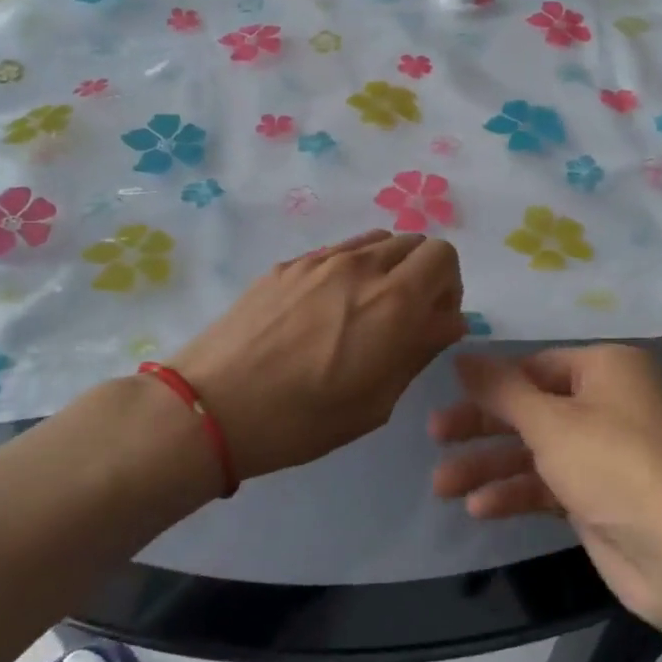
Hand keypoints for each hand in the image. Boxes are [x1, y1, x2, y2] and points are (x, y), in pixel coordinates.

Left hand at [173, 230, 464, 480]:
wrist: (213, 406)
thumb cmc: (303, 419)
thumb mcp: (377, 400)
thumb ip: (419, 350)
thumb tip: (448, 321)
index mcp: (393, 301)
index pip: (443, 256)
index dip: (448, 286)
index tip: (433, 320)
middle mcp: (361, 267)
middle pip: (412, 242)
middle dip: (421, 275)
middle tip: (403, 318)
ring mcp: (319, 260)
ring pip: (374, 242)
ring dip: (386, 269)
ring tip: (363, 312)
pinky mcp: (286, 265)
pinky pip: (336, 253)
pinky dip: (349, 270)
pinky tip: (323, 312)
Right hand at [429, 344, 661, 627]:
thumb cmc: (616, 466)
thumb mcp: (551, 422)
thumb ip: (501, 389)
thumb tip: (462, 356)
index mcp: (607, 369)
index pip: (536, 366)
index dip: (491, 382)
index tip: (447, 395)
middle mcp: (609, 404)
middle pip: (531, 408)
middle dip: (482, 426)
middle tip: (434, 436)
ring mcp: (606, 454)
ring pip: (536, 451)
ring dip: (490, 467)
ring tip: (441, 486)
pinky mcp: (601, 499)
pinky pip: (549, 486)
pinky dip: (516, 494)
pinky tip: (479, 509)